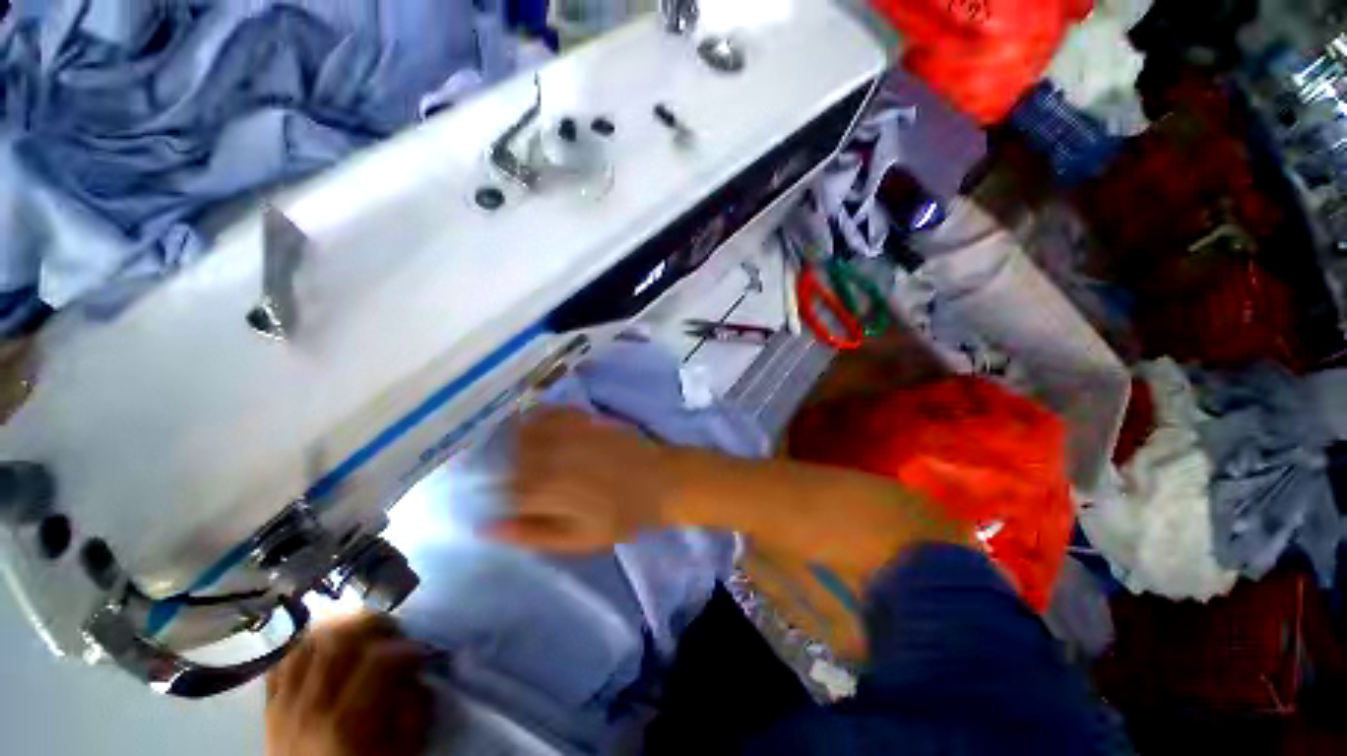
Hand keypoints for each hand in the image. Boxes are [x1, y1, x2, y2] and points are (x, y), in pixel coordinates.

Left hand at [266, 614, 433, 755]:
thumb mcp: (402, 750)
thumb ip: (414, 710)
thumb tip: (418, 674)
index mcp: (348, 721)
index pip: (378, 661)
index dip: (406, 648)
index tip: (422, 650)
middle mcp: (312, 706)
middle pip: (338, 642)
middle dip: (372, 624)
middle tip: (392, 628)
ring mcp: (285, 705)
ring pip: (307, 644)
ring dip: (338, 628)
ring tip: (359, 630)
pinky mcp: (270, 707)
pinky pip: (280, 662)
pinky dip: (303, 645)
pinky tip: (323, 644)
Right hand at [495, 407, 671, 552]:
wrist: (662, 481)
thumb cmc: (623, 516)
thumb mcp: (578, 540)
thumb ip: (531, 534)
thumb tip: (487, 528)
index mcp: (547, 489)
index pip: (501, 488)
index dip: (497, 495)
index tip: (505, 500)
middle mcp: (552, 455)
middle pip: (507, 456)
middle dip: (504, 468)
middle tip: (517, 479)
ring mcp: (569, 433)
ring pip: (524, 430)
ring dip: (516, 441)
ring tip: (525, 453)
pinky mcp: (585, 418)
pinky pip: (551, 412)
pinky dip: (539, 418)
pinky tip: (542, 428)